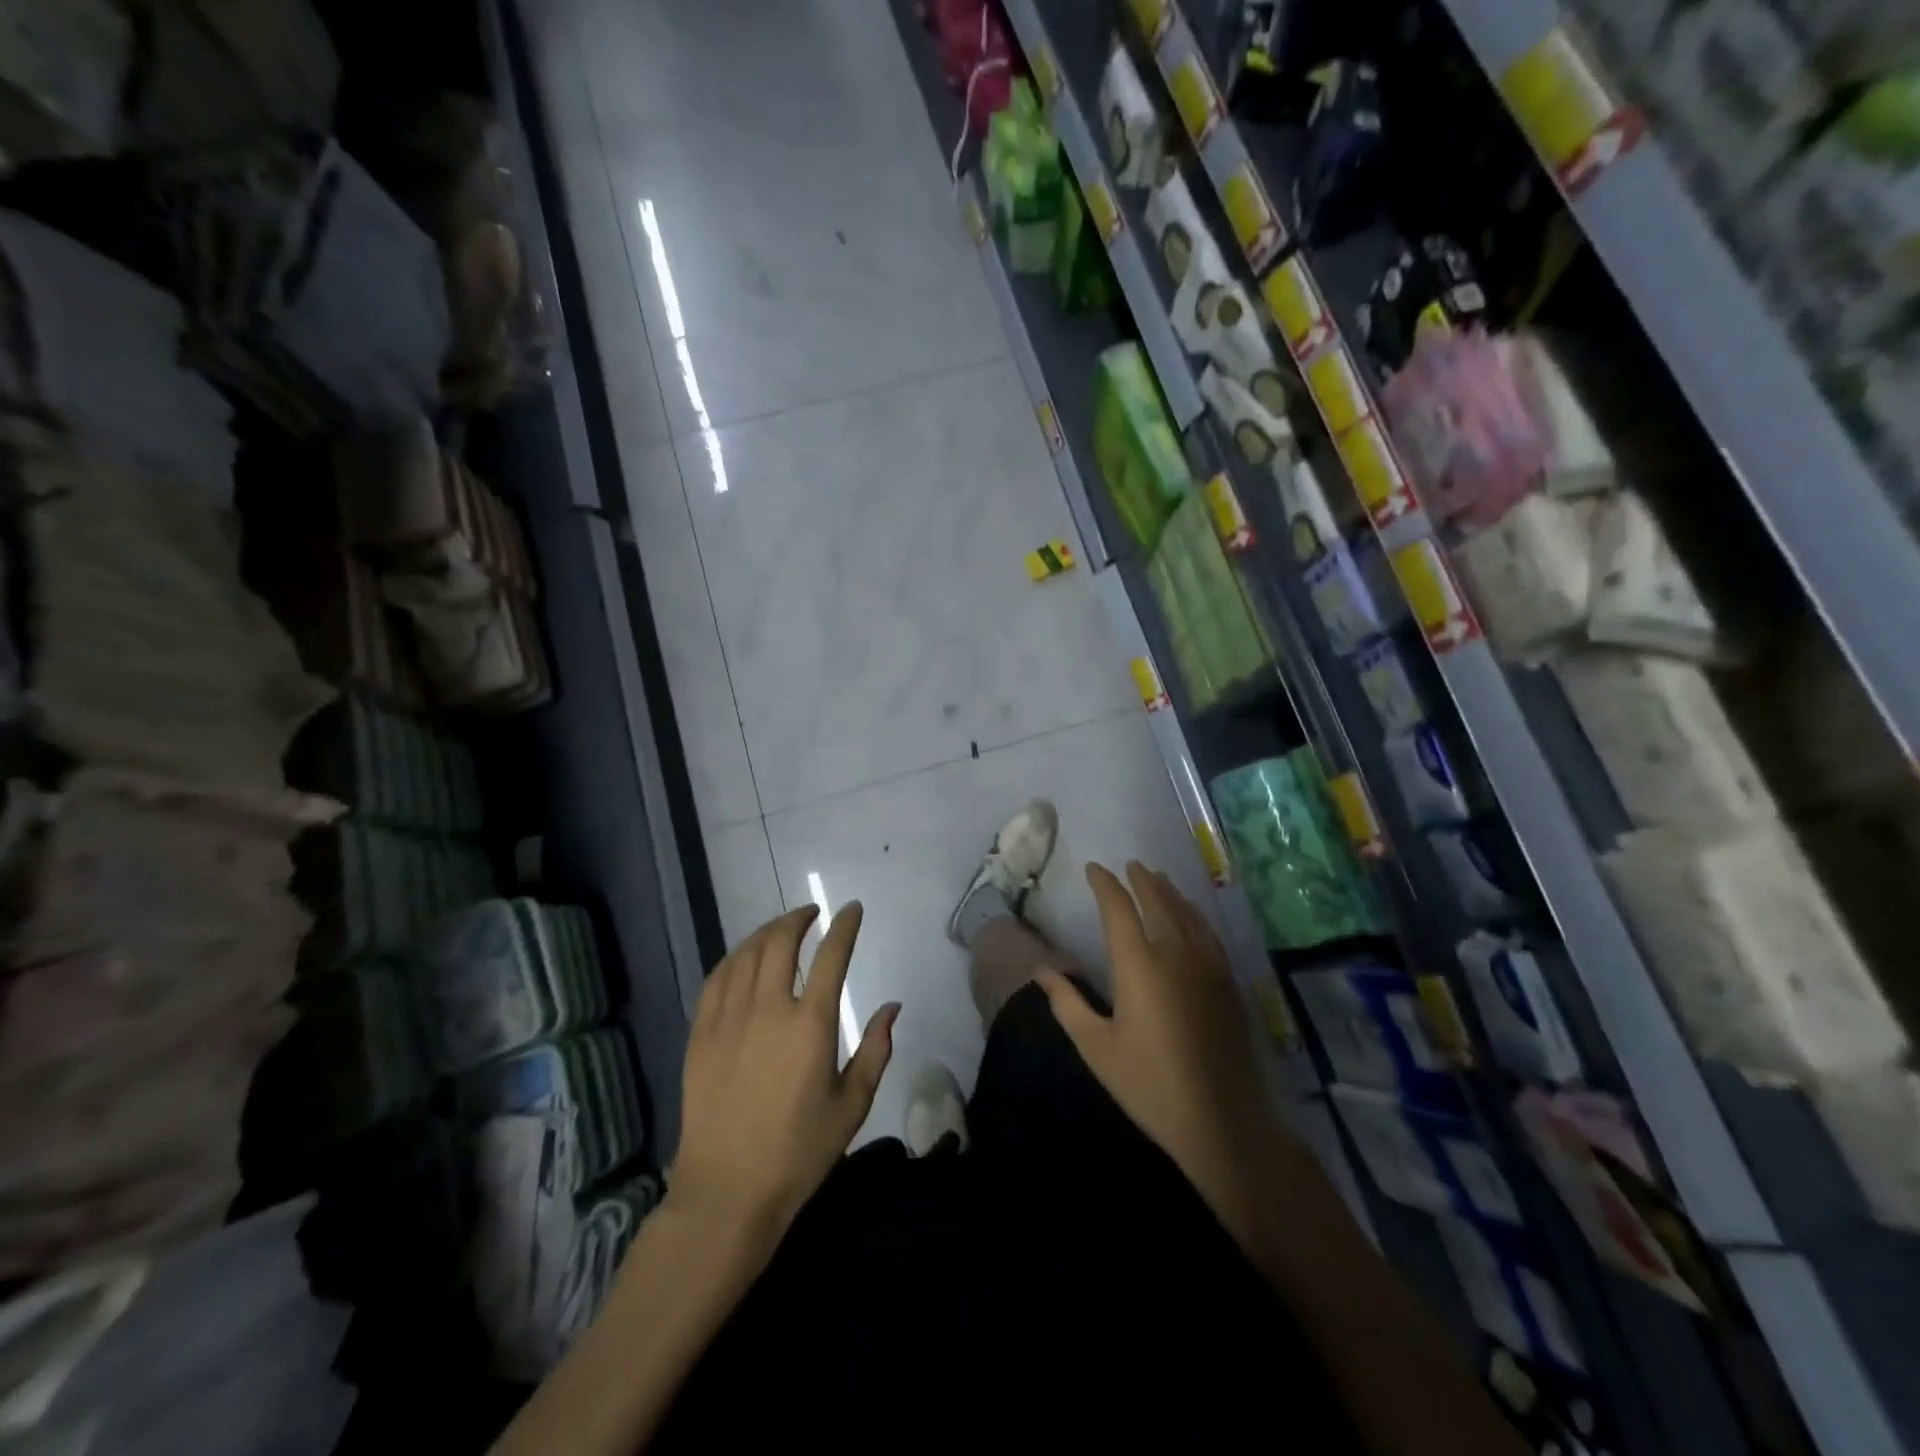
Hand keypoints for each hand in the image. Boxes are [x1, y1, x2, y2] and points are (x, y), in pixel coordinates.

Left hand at [670, 903, 898, 1251]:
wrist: (727, 1192)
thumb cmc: (799, 1152)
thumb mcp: (852, 1104)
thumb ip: (875, 1049)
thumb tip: (892, 1007)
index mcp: (810, 1024)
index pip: (831, 956)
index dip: (844, 926)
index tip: (852, 908)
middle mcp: (767, 1009)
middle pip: (780, 942)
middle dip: (798, 919)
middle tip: (812, 914)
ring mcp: (728, 1019)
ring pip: (745, 954)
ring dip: (766, 932)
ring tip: (780, 929)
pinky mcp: (700, 1035)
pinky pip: (715, 979)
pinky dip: (733, 958)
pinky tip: (742, 959)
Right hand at [1040, 862, 1281, 1238]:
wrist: (1221, 1119)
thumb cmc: (1149, 1084)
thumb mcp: (1096, 1047)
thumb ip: (1066, 1003)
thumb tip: (1041, 970)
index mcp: (1137, 964)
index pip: (1118, 908)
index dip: (1105, 884)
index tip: (1094, 869)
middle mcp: (1173, 952)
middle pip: (1156, 901)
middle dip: (1140, 880)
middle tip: (1130, 865)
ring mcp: (1206, 964)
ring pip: (1185, 912)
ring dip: (1168, 891)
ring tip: (1157, 878)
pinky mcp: (1227, 981)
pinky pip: (1208, 932)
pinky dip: (1194, 914)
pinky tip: (1191, 915)